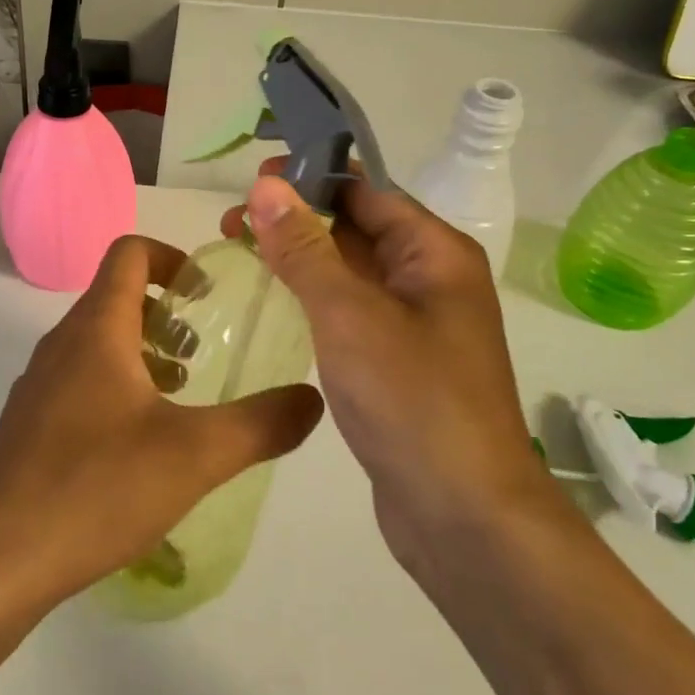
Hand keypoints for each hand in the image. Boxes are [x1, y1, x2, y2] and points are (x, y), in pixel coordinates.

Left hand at [0, 235, 322, 610]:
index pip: (130, 253)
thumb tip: (312, 398)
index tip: (208, 295)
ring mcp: (39, 385)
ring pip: (98, 343)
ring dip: (143, 353)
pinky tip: (141, 446)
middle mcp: (62, 344)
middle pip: (116, 296)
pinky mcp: (29, 426)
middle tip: (204, 354)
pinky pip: (80, 381)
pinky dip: (117, 388)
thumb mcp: (195, 455)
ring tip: (181, 399)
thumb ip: (262, 424)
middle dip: (167, 314)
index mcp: (97, 328)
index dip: (173, 258)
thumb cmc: (95, 488)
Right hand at [221, 163, 553, 569]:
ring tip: (241, 250)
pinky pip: (350, 310)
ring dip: (300, 256)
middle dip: (296, 217)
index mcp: (434, 253)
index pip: (366, 191)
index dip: (309, 177)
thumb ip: (306, 248)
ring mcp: (414, 323)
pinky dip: (313, 296)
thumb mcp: (349, 314)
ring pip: (350, 270)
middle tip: (231, 222)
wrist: (464, 516)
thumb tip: (267, 185)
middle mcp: (430, 279)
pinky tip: (276, 299)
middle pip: (356, 227)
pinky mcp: (397, 361)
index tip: (251, 180)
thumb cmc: (411, 399)